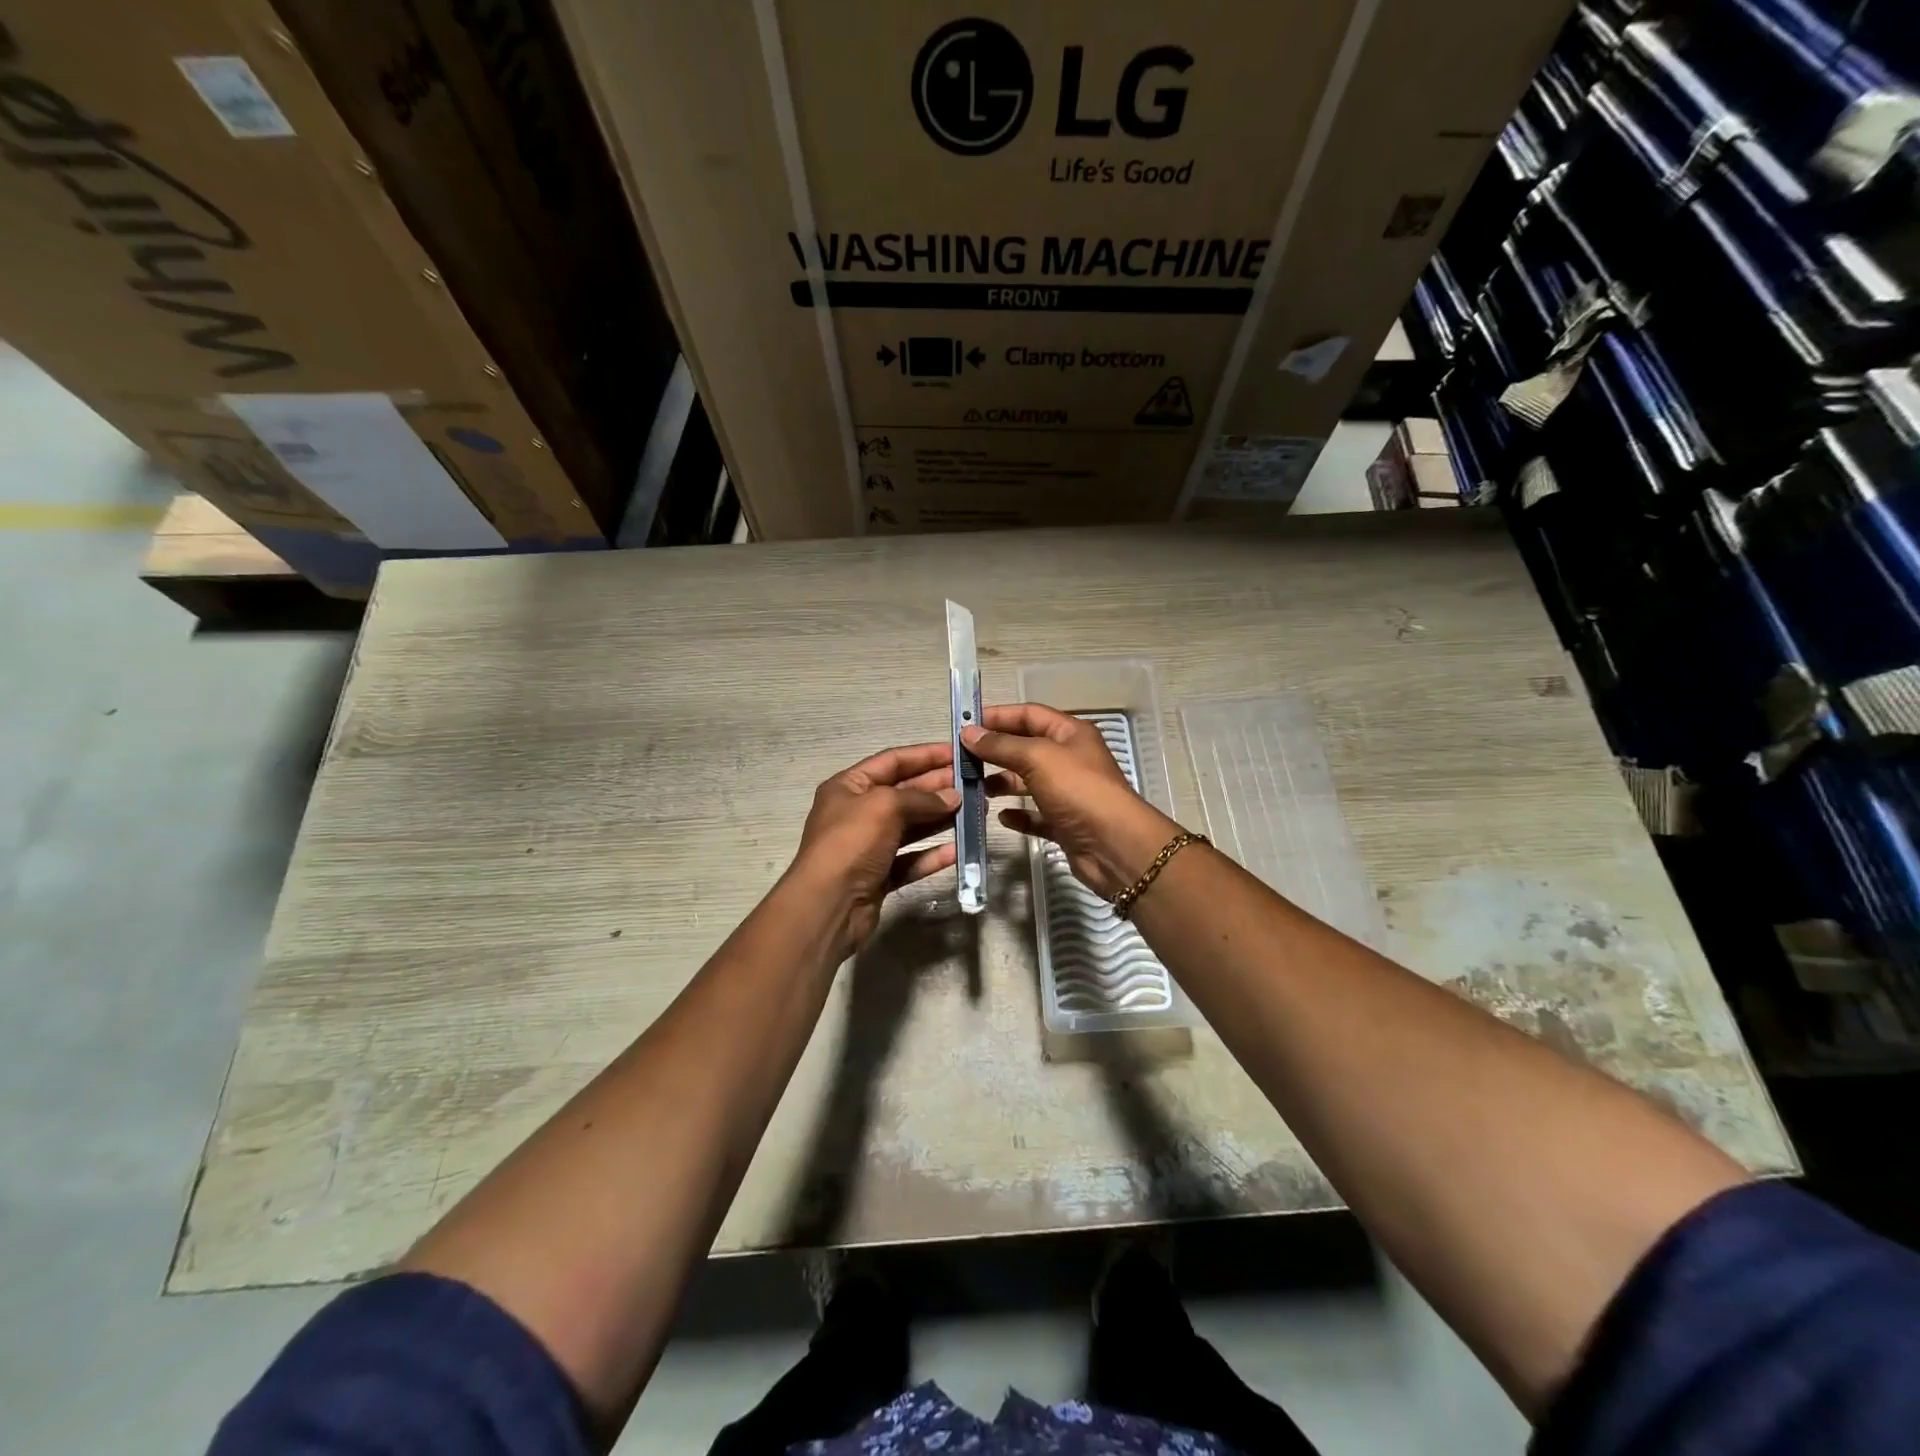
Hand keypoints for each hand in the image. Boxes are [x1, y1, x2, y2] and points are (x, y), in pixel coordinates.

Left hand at [789, 742, 960, 955]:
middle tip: (975, 784)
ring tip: (975, 812)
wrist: (828, 905)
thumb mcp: (884, 806)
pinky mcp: (879, 876)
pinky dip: (933, 854)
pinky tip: (958, 851)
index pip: (892, 761)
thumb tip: (953, 796)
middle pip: (904, 793)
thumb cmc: (851, 843)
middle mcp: (857, 813)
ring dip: (941, 819)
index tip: (958, 753)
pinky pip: (911, 859)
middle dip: (938, 787)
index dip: (925, 755)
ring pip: (911, 827)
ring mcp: (868, 846)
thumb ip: (921, 798)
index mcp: (848, 786)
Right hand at [962, 704, 1182, 899]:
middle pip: (1026, 748)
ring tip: (974, 788)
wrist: (1113, 845)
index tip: (965, 724)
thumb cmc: (1078, 790)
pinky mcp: (1064, 823)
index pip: (1029, 715)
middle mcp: (1070, 759)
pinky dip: (1018, 814)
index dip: (998, 716)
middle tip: (961, 758)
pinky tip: (1001, 816)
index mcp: (1070, 734)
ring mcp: (1068, 793)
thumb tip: (969, 732)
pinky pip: (1035, 815)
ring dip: (1002, 782)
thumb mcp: (1038, 758)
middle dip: (995, 751)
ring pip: (1028, 782)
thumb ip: (1002, 745)